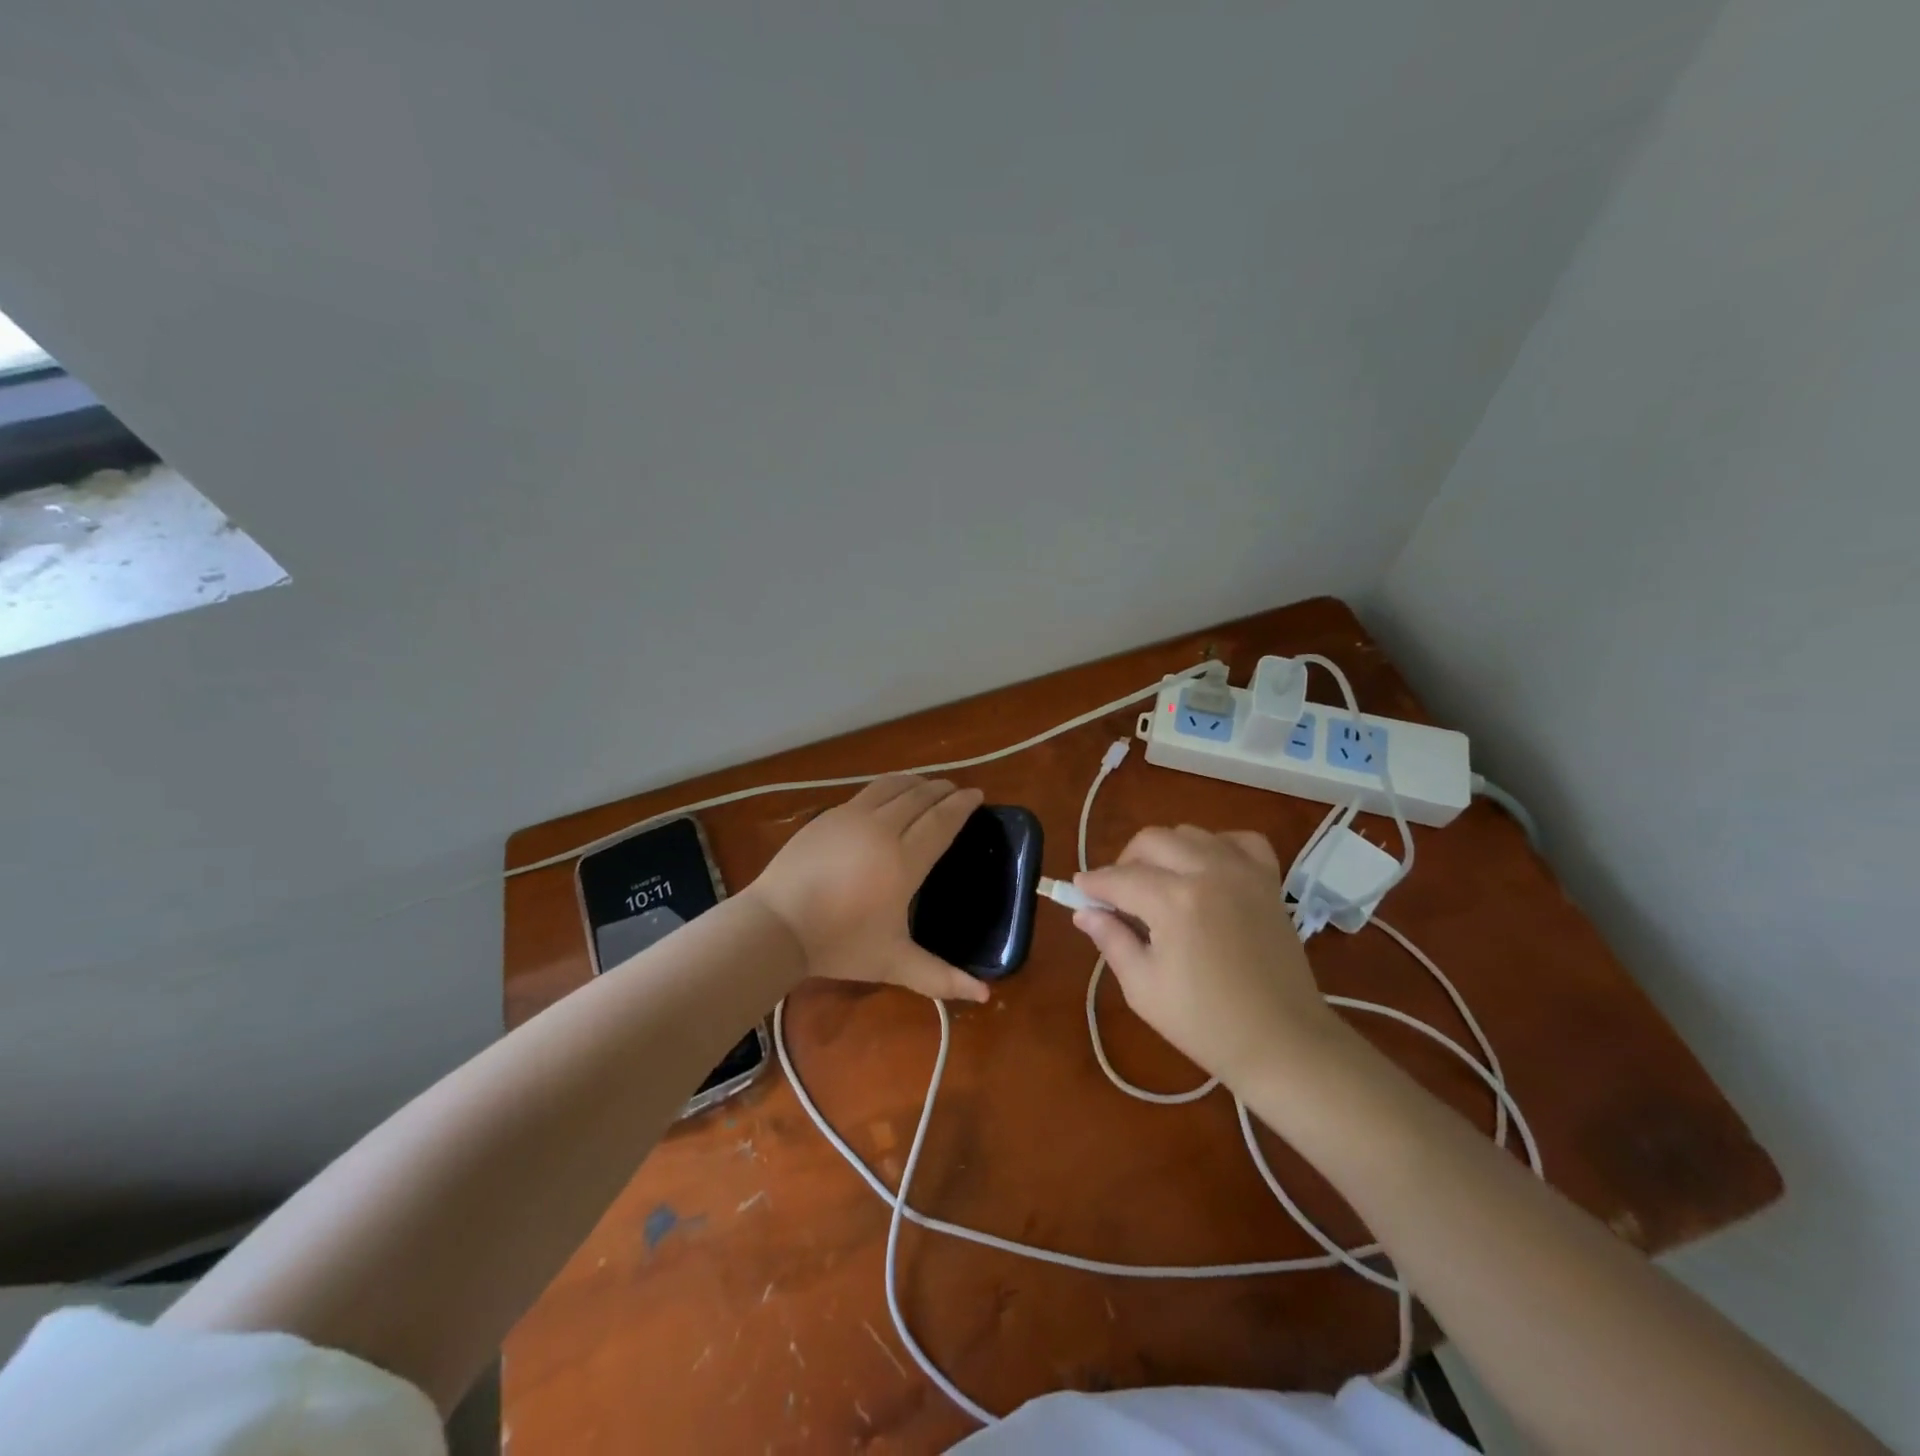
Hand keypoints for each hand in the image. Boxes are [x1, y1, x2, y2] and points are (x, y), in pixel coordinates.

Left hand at [747, 775, 990, 1002]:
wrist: (777, 925)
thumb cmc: (840, 944)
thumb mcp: (894, 963)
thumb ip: (940, 977)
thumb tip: (985, 996)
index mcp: (904, 861)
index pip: (942, 821)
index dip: (962, 805)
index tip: (977, 795)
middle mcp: (883, 830)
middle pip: (920, 797)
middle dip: (942, 790)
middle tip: (956, 790)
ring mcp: (852, 817)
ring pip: (893, 787)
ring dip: (916, 783)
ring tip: (927, 785)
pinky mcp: (828, 816)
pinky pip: (868, 792)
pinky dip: (889, 787)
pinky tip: (889, 795)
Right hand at [1073, 826, 1345, 1090]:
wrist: (1283, 1043)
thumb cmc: (1205, 1024)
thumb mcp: (1143, 987)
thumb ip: (1111, 940)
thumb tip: (1085, 913)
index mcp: (1174, 901)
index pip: (1119, 878)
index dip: (1093, 884)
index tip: (1078, 891)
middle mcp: (1208, 871)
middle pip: (1151, 840)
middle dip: (1125, 862)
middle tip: (1117, 895)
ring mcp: (1243, 871)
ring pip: (1189, 833)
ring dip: (1165, 851)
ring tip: (1159, 884)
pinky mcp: (1268, 880)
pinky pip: (1238, 840)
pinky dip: (1216, 846)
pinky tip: (1207, 871)